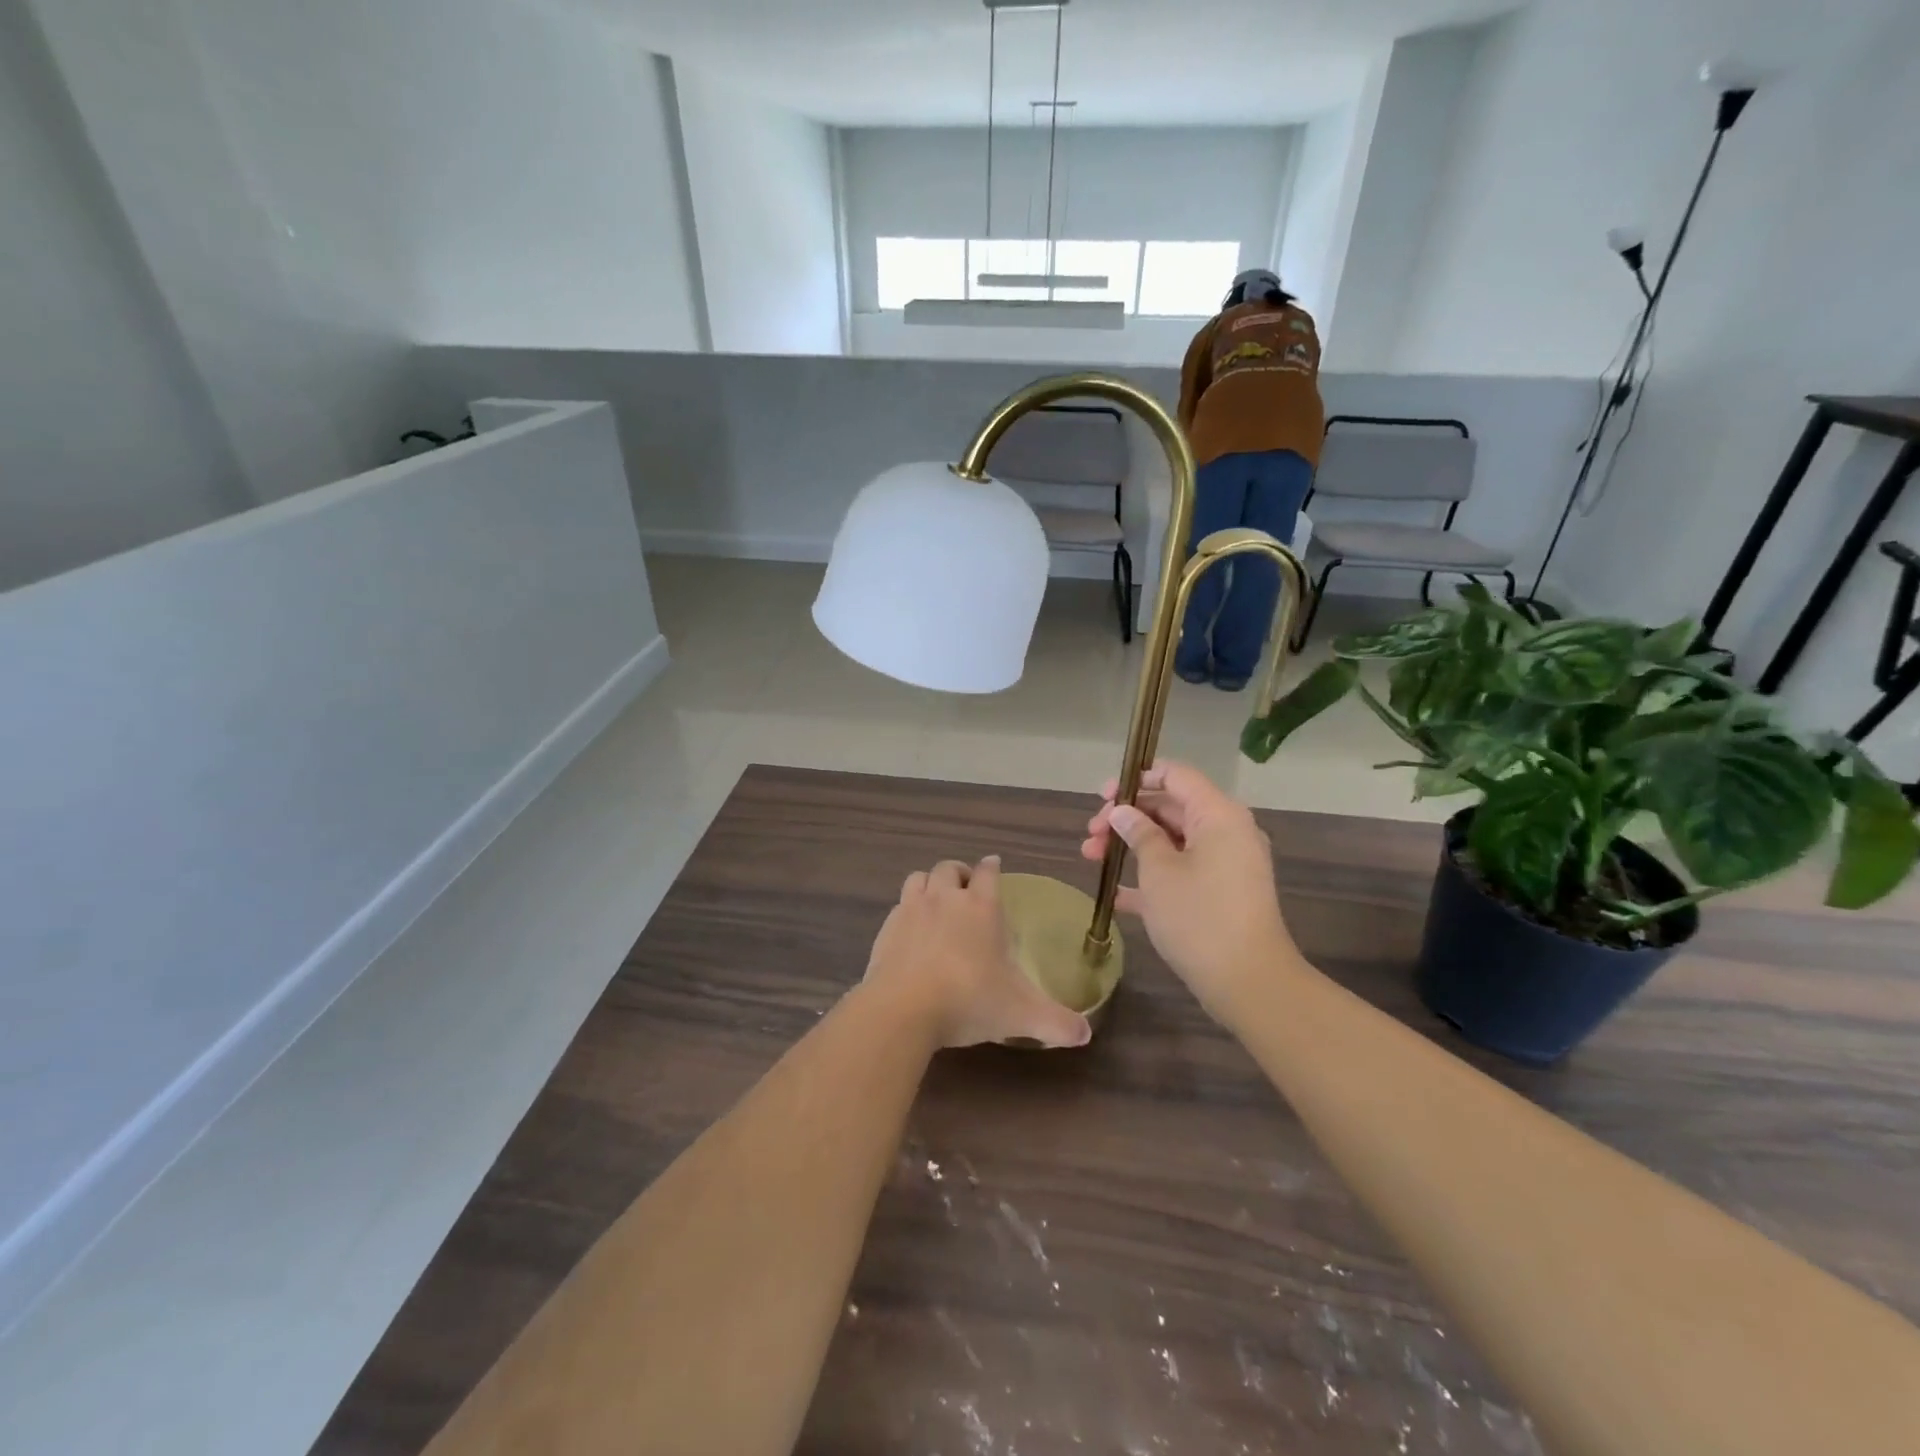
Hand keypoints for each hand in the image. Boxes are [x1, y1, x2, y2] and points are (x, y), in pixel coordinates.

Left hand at [863, 856, 1091, 1049]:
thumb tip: (1085, 1034)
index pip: (988, 872)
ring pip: (919, 878)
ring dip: (929, 883)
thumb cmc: (969, 1000)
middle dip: (959, 873)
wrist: (903, 1009)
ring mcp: (911, 910)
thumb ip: (1056, 1022)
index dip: (992, 867)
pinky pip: (898, 906)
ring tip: (936, 900)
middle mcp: (945, 898)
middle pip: (950, 868)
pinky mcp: (886, 928)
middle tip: (966, 887)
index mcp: (981, 906)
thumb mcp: (1021, 1014)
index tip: (994, 866)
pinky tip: (910, 932)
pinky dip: (906, 911)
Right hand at [1081, 762, 1294, 1021]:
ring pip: (1172, 841)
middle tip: (1090, 835)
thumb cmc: (1200, 917)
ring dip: (1132, 846)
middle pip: (1170, 808)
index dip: (1136, 779)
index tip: (1102, 797)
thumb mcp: (1159, 871)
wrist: (1248, 982)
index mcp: (1217, 814)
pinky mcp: (1221, 893)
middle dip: (1126, 818)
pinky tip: (1115, 892)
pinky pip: (1181, 871)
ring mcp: (1225, 864)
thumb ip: (1139, 834)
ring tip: (1091, 858)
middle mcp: (1226, 831)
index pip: (1176, 775)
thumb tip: (1123, 812)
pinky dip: (1150, 875)